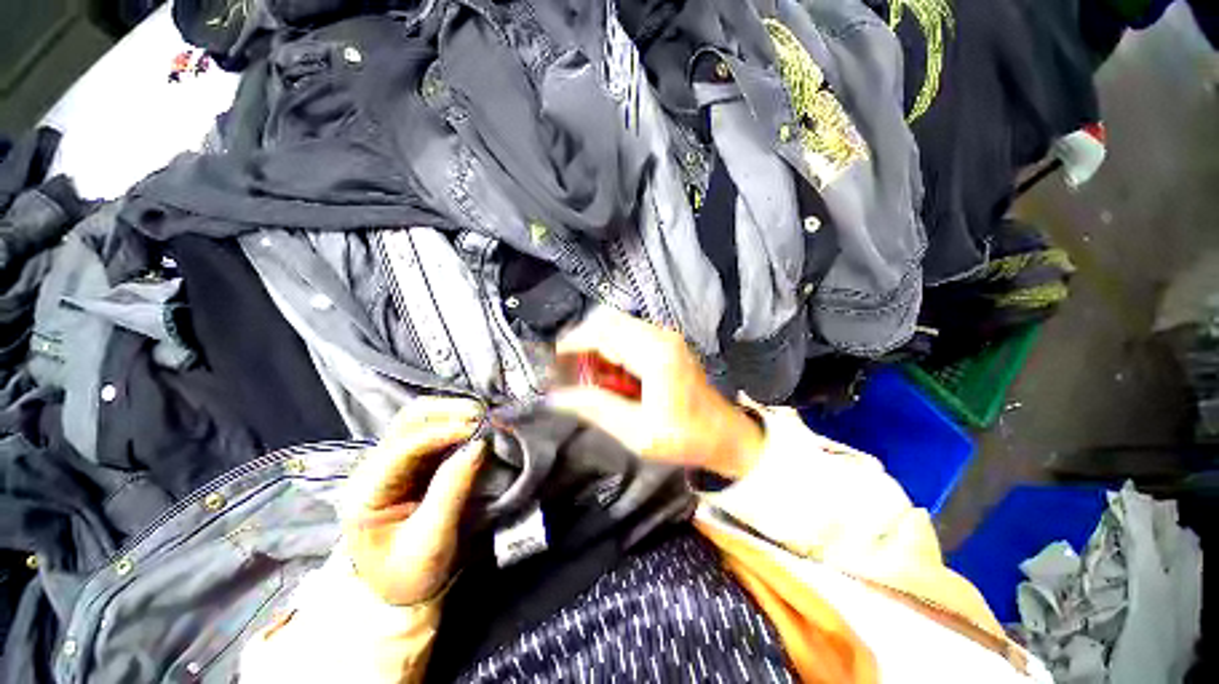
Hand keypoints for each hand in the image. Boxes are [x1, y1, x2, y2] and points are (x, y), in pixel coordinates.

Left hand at [342, 397, 485, 605]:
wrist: (402, 589)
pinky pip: (433, 429)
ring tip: (483, 418)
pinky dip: (456, 422)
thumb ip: (452, 490)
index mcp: (366, 493)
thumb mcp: (431, 541)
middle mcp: (373, 468)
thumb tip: (479, 445)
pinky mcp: (411, 461)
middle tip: (484, 417)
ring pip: (420, 418)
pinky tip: (475, 426)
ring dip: (453, 412)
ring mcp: (392, 461)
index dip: (442, 432)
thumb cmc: (411, 573)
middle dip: (449, 412)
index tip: (479, 429)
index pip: (404, 447)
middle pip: (409, 420)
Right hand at [548, 307, 763, 478]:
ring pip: (617, 324)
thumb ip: (596, 408)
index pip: (603, 332)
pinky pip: (629, 333)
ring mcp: (665, 336)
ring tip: (591, 376)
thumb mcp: (636, 432)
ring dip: (597, 345)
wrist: (723, 433)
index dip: (574, 341)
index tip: (554, 359)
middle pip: (608, 320)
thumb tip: (556, 397)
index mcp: (655, 356)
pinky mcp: (666, 341)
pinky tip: (612, 374)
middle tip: (572, 370)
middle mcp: (661, 336)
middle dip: (583, 341)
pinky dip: (612, 348)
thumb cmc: (683, 438)